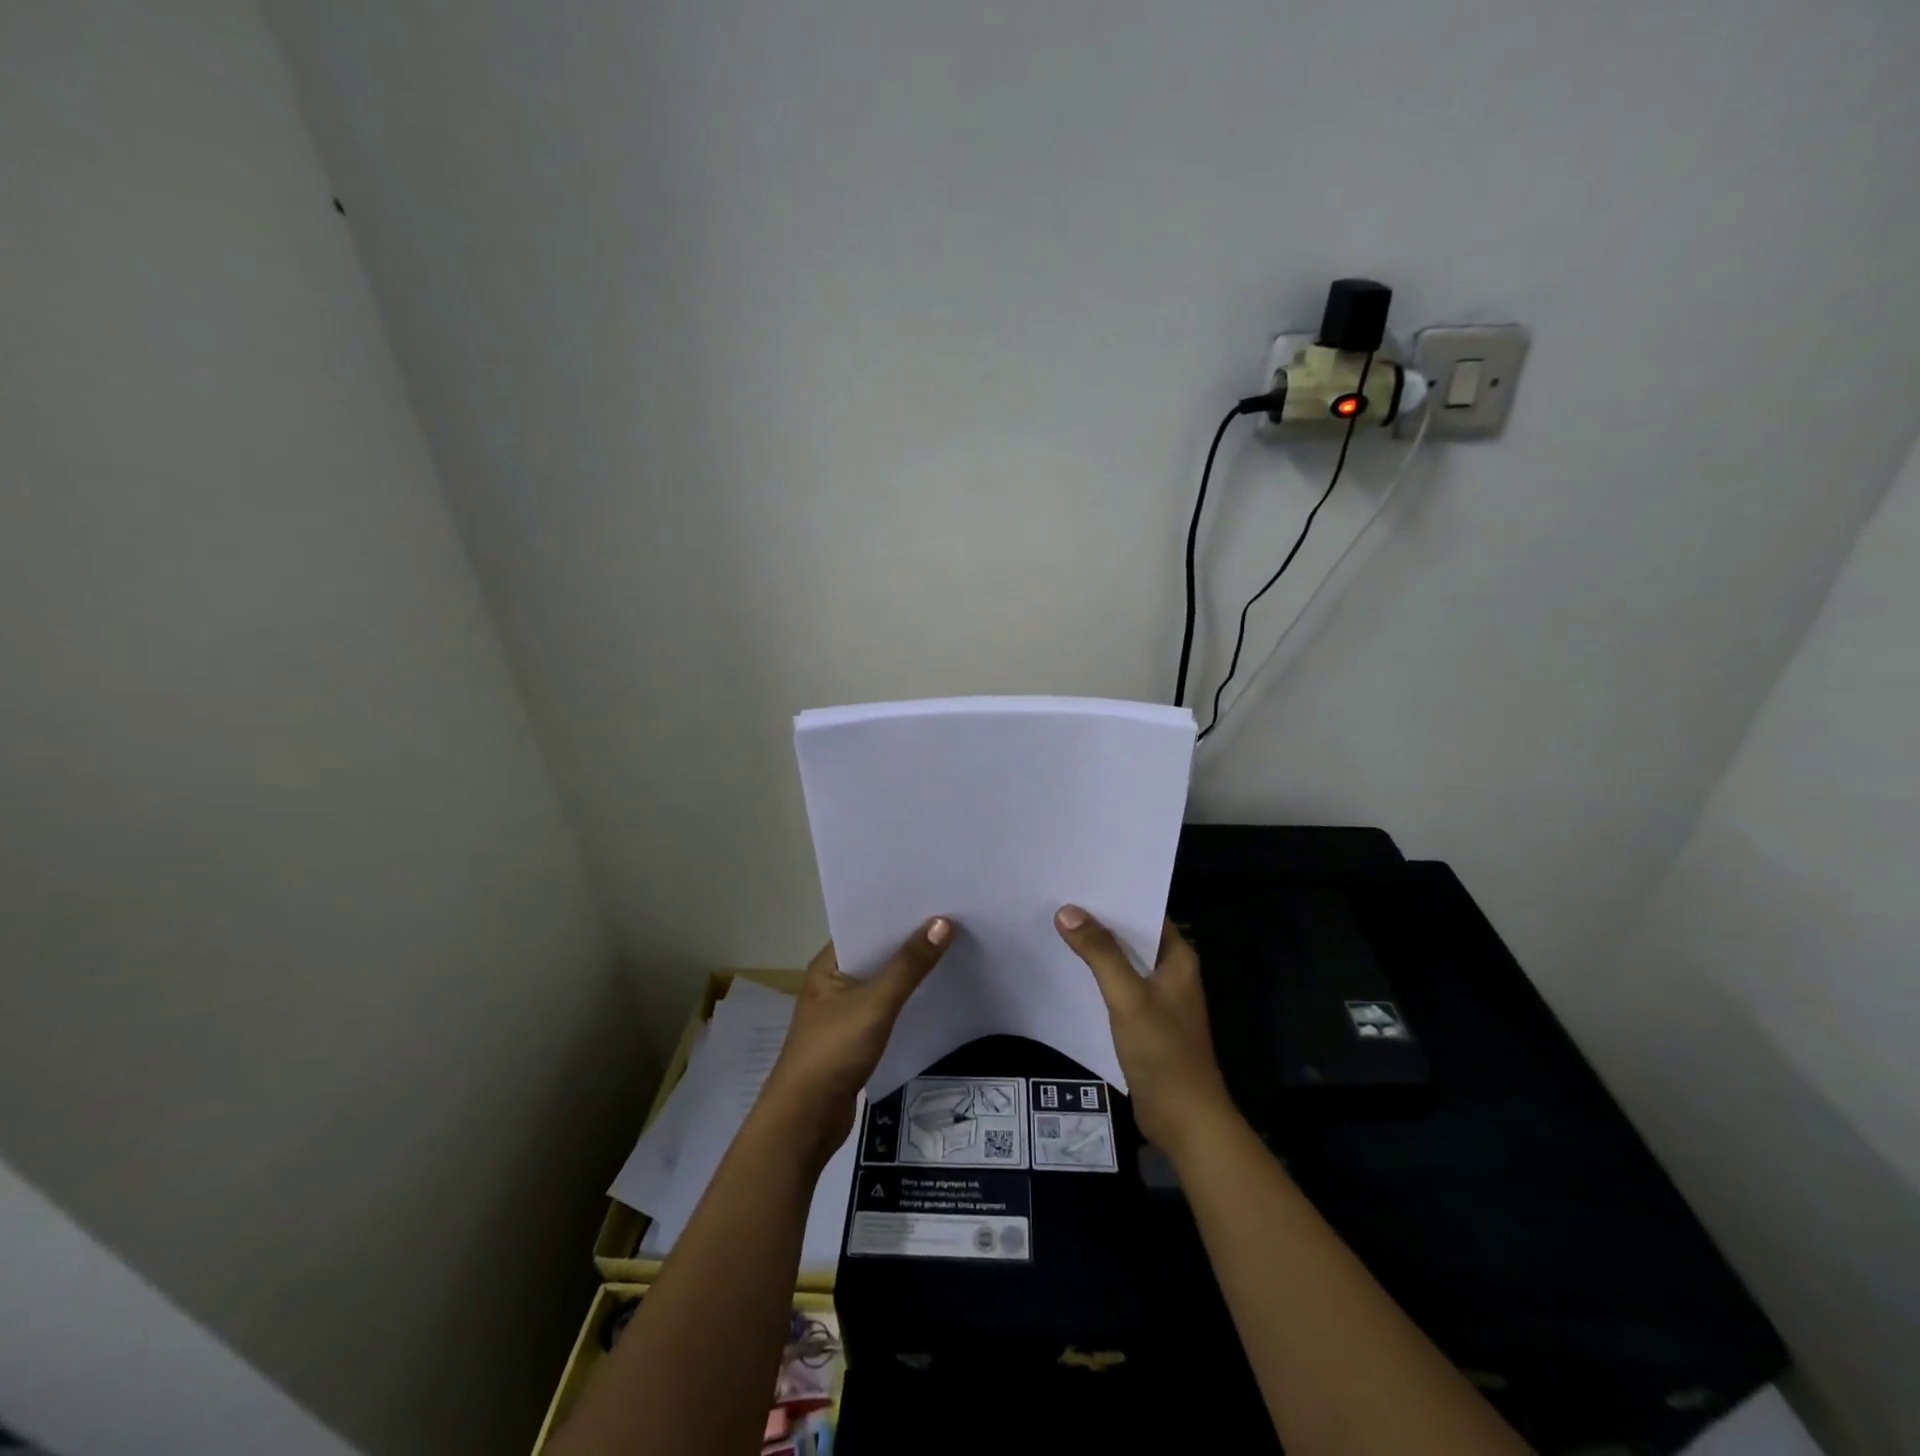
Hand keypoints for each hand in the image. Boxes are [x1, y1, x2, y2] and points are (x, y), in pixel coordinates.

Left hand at [760, 917, 953, 1158]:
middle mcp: (833, 983)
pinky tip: (934, 994)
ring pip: (882, 983)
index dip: (897, 914)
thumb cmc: (833, 1051)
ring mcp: (843, 1012)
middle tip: (953, 922)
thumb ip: (909, 965)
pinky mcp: (855, 1038)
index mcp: (828, 965)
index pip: (865, 927)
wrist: (805, 1120)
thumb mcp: (875, 1004)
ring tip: (951, 950)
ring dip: (910, 972)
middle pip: (877, 953)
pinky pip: (886, 1008)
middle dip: (910, 941)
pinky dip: (907, 1000)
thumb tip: (942, 922)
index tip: (935, 900)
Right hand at [1055, 906, 1235, 1157]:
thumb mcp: (1129, 996)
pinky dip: (1097, 977)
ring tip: (1057, 928)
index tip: (1079, 882)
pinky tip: (1069, 971)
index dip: (1115, 897)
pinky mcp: (1145, 1023)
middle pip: (1132, 936)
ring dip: (1097, 950)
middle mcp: (1171, 972)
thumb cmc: (1163, 1051)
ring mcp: (1159, 999)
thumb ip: (1100, 953)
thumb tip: (1067, 911)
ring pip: (1123, 963)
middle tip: (1059, 900)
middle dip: (1099, 921)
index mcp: (1178, 958)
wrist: (1184, 1120)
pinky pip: (1118, 988)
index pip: (1145, 912)